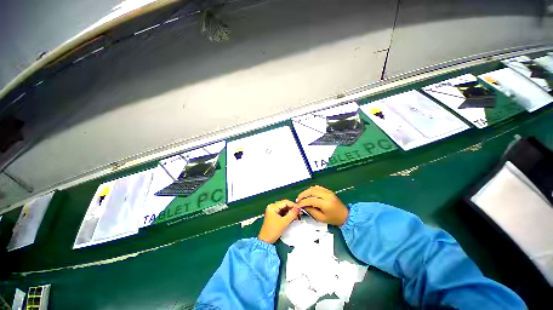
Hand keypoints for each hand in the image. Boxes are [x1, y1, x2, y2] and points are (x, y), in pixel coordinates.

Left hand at [258, 200, 300, 243]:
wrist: (265, 240)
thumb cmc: (274, 231)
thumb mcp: (284, 222)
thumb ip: (292, 214)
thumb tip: (298, 208)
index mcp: (273, 206)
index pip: (285, 202)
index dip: (293, 205)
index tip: (300, 209)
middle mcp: (272, 206)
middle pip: (284, 204)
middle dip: (292, 209)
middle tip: (299, 214)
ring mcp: (272, 210)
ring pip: (284, 208)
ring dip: (290, 211)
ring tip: (296, 216)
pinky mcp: (273, 214)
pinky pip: (282, 211)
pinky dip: (287, 214)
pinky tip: (291, 218)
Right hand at [296, 186, 348, 225]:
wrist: (346, 216)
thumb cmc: (334, 219)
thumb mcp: (321, 218)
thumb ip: (311, 211)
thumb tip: (303, 206)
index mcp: (325, 203)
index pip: (311, 200)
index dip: (302, 202)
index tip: (298, 205)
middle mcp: (326, 195)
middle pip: (311, 191)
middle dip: (303, 195)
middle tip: (298, 199)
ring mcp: (328, 191)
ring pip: (314, 188)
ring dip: (306, 191)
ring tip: (302, 197)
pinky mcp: (328, 190)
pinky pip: (318, 187)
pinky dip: (311, 189)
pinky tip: (308, 193)